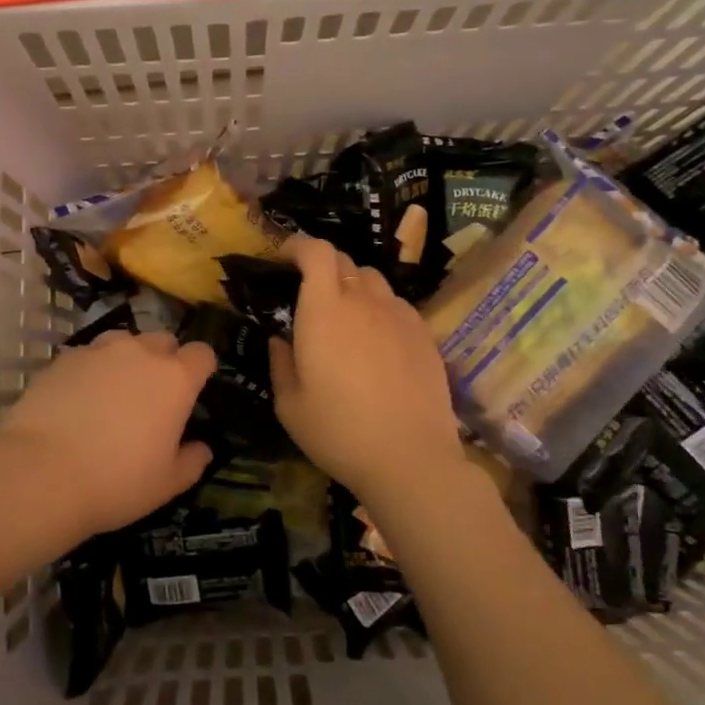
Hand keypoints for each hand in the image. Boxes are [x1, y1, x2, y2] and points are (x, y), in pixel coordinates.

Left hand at [0, 330, 215, 537]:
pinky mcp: (64, 358)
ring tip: (114, 392)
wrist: (41, 474)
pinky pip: (88, 356)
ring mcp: (99, 351)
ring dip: (127, 359)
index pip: (202, 354)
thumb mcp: (166, 484)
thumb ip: (192, 461)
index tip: (194, 390)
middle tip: (152, 396)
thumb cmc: (116, 481)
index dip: (200, 369)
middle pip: (163, 341)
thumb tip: (202, 448)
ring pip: (124, 342)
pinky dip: (91, 370)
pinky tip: (78, 399)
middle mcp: (140, 352)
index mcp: (175, 379)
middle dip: (164, 360)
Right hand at [268, 234, 464, 506]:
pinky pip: (396, 304)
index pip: (316, 251)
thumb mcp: (289, 404)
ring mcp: (399, 315)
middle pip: (343, 261)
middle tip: (308, 293)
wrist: (410, 459)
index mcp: (324, 309)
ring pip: (372, 280)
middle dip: (321, 266)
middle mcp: (363, 301)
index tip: (283, 258)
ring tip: (344, 316)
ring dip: (352, 286)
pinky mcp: (424, 334)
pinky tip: (376, 340)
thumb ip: (280, 362)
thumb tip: (281, 340)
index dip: (297, 246)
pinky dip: (379, 308)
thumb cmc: (338, 431)